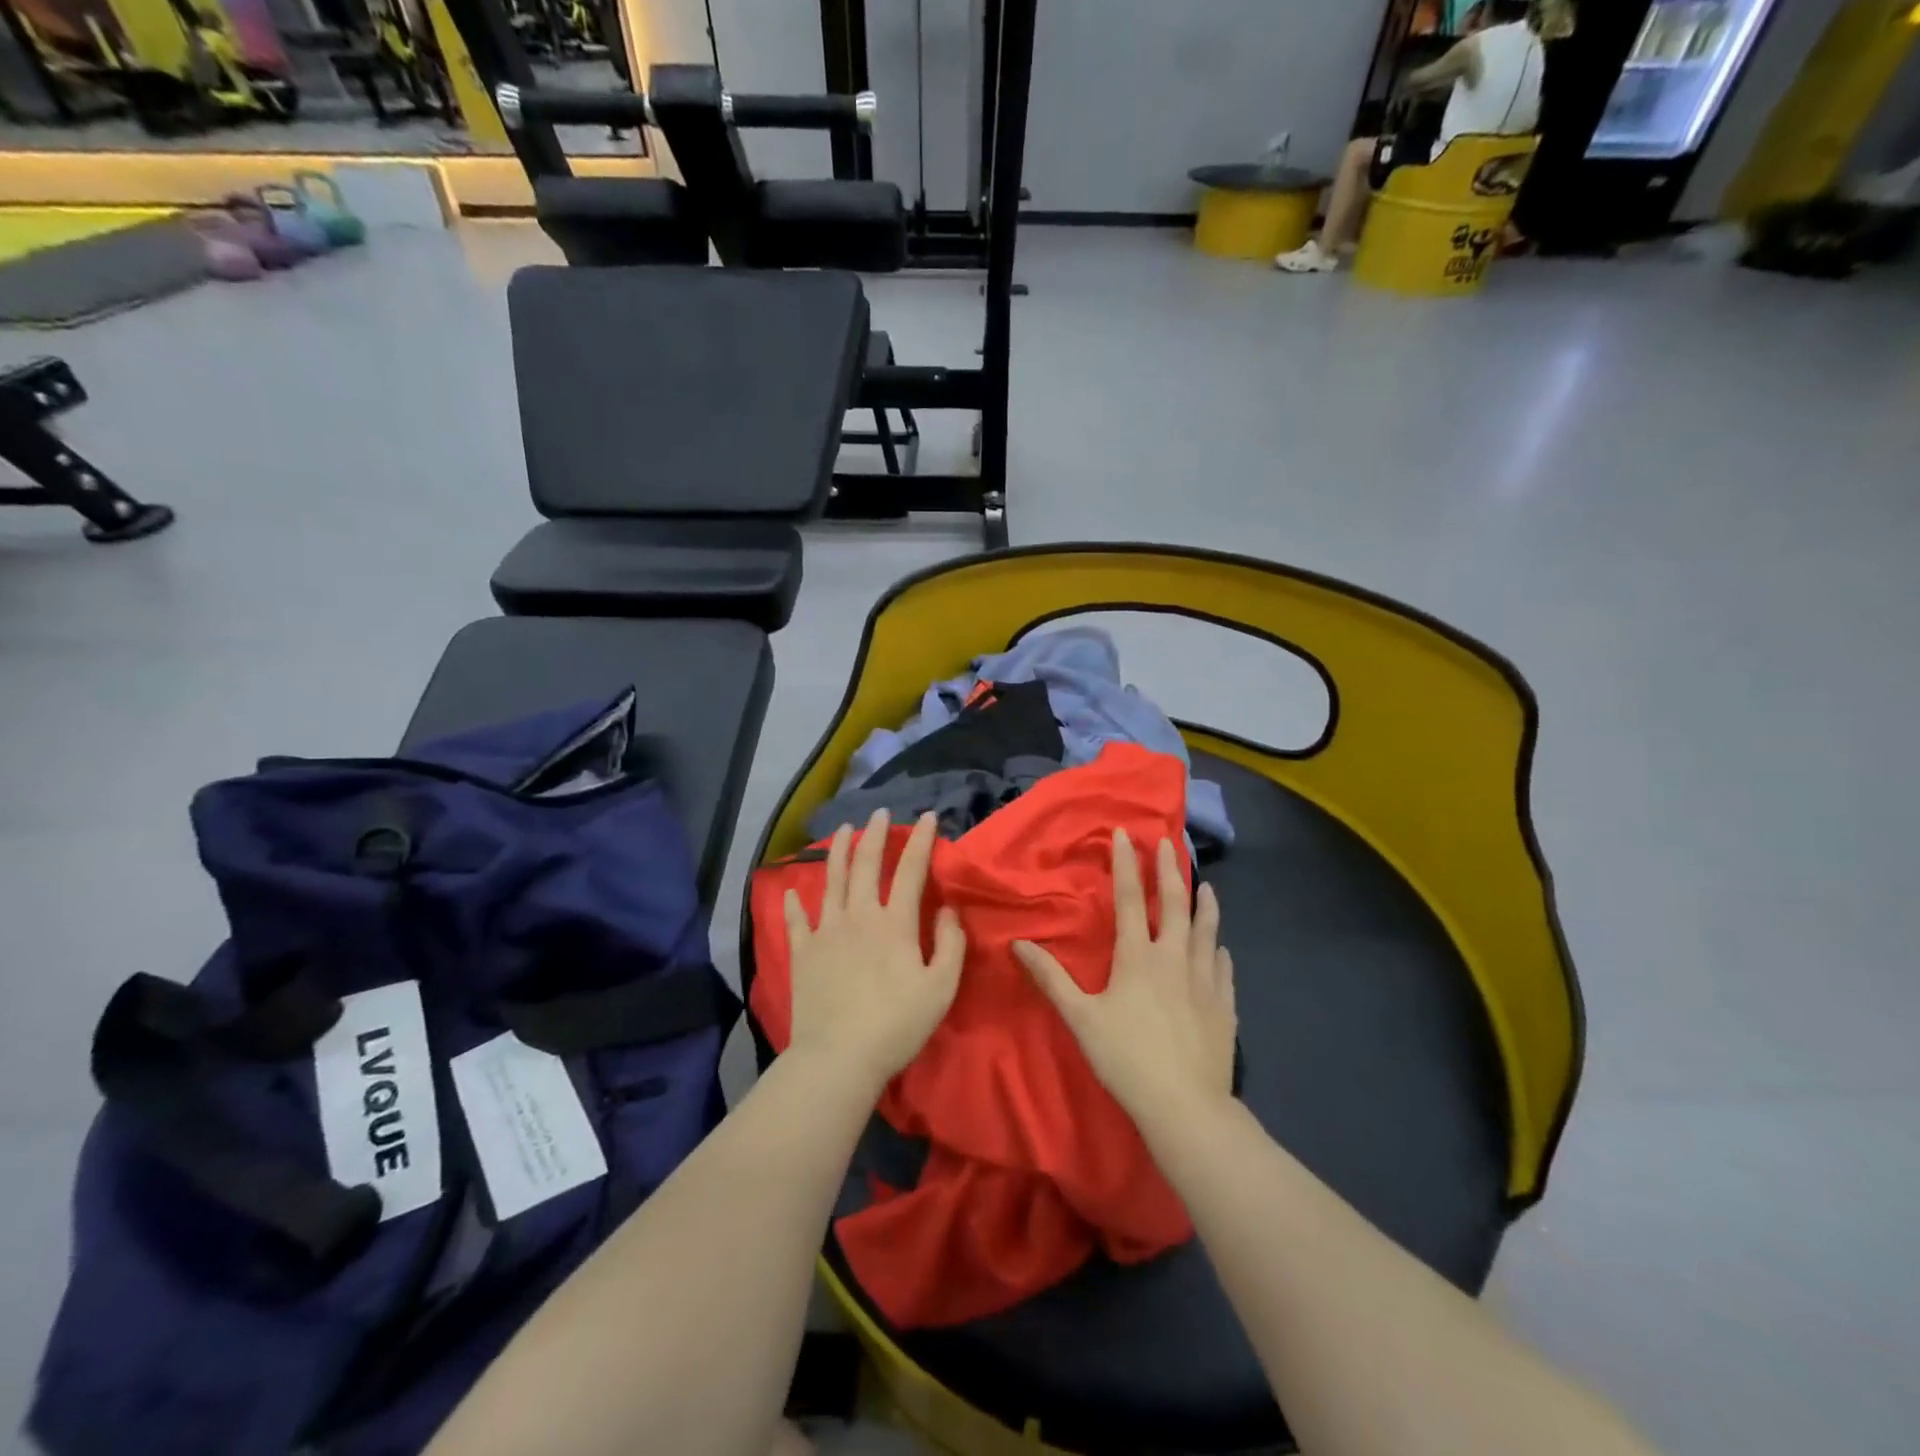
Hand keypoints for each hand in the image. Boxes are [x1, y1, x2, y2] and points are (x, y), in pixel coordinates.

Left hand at [783, 809, 965, 1093]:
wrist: (839, 1057)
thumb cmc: (897, 1024)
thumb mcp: (941, 987)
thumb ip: (949, 943)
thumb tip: (948, 909)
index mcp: (894, 923)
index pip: (910, 870)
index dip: (920, 840)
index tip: (927, 816)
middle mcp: (858, 916)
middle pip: (865, 865)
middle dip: (874, 834)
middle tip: (879, 812)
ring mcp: (826, 932)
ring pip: (831, 881)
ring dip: (837, 852)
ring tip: (841, 830)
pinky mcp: (802, 953)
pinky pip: (796, 921)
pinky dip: (793, 903)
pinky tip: (790, 891)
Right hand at [1014, 830, 1235, 1122]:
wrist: (1184, 1105)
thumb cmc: (1126, 1058)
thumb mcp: (1080, 1018)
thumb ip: (1051, 979)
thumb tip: (1019, 944)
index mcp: (1138, 957)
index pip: (1131, 899)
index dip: (1127, 864)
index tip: (1125, 834)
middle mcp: (1174, 958)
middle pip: (1175, 904)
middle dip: (1169, 870)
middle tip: (1167, 843)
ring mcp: (1205, 980)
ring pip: (1207, 931)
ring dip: (1205, 904)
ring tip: (1207, 885)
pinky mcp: (1224, 1005)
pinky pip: (1224, 968)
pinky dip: (1220, 951)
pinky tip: (1222, 948)